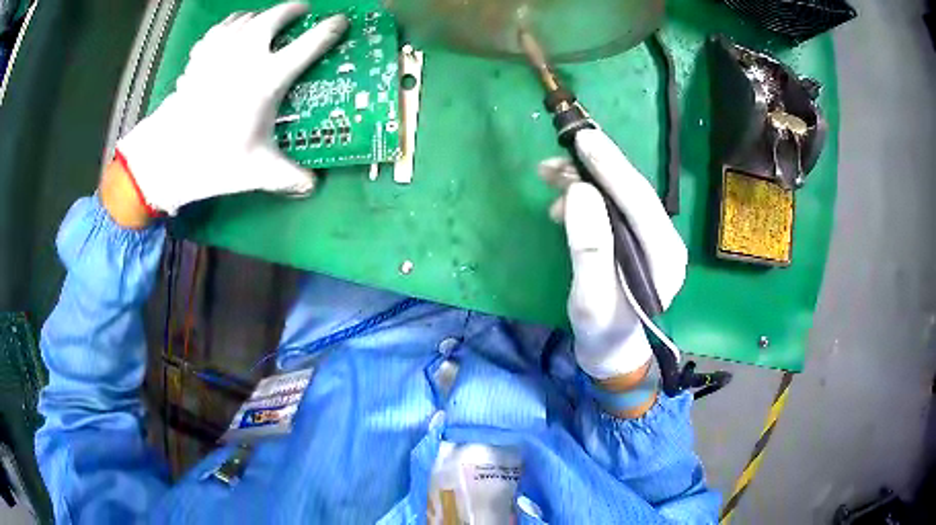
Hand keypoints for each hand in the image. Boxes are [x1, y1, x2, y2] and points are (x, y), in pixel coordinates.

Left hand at [115, 3, 348, 215]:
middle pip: (275, 16)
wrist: (166, 156)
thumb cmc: (213, 160)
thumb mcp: (257, 171)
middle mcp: (247, 55)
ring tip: (267, 19)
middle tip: (301, 11)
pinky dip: (231, 24)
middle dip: (292, 9)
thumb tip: (314, 185)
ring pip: (246, 17)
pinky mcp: (199, 57)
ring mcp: (220, 51)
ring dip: (261, 14)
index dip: (330, 29)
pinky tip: (232, 31)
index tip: (341, 22)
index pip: (310, 44)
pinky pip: (220, 29)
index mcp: (268, 78)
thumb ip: (290, 176)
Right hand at [539, 128, 687, 380]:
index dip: (612, 166)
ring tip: (548, 173)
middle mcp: (664, 240)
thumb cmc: (602, 331)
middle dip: (597, 164)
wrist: (611, 349)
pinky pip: (611, 204)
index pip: (640, 201)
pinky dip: (585, 194)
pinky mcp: (634, 236)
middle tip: (563, 143)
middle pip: (632, 190)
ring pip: (619, 193)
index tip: (584, 139)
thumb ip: (589, 248)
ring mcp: (651, 236)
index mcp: (664, 257)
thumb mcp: (591, 299)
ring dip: (585, 178)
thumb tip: (579, 191)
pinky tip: (560, 199)